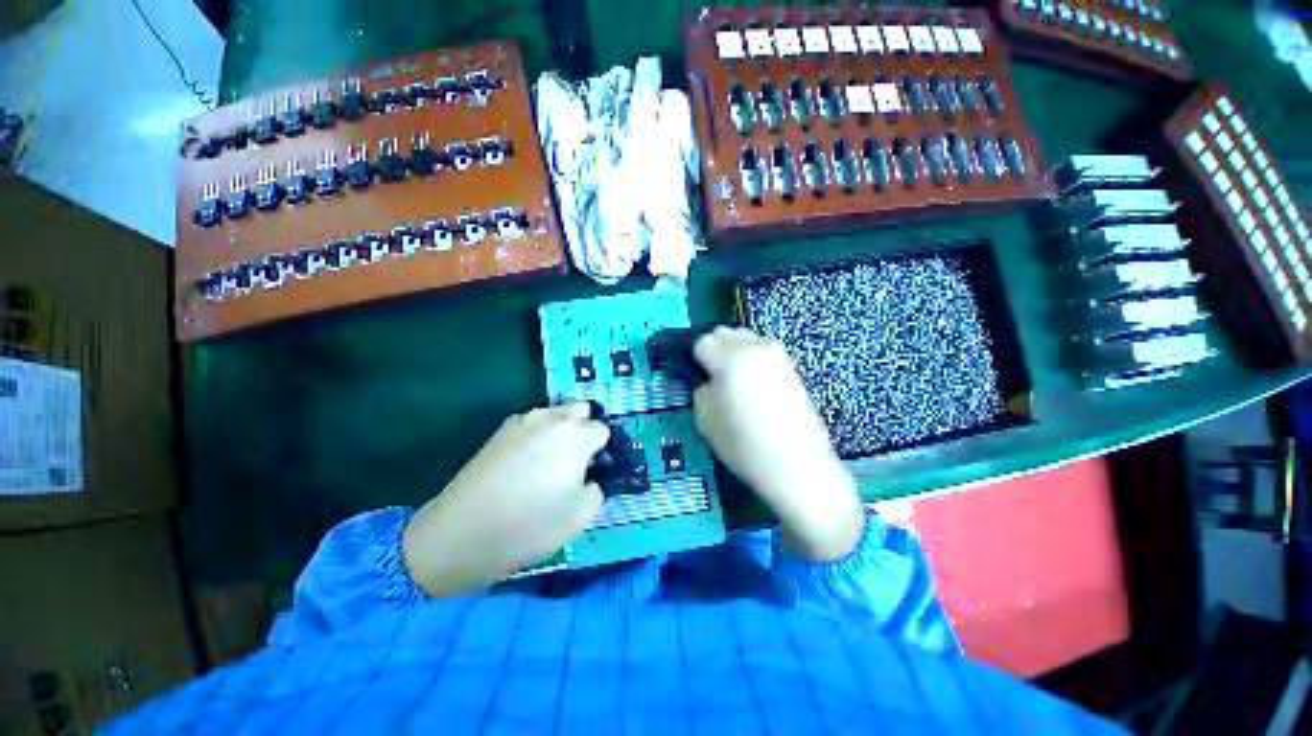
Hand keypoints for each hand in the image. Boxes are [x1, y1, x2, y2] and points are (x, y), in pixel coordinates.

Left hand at [402, 403, 608, 596]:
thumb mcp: (582, 515)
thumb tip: (587, 477)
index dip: (603, 451)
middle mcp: (550, 418)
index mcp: (575, 434)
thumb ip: (596, 488)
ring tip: (550, 463)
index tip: (596, 471)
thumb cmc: (530, 524)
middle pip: (580, 410)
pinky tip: (526, 465)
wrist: (461, 534)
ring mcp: (521, 422)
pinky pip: (530, 425)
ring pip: (554, 415)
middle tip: (578, 461)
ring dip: (561, 431)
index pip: (602, 430)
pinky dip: (537, 437)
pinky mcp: (498, 432)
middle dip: (585, 429)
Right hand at [693, 327, 864, 560]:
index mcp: (730, 358)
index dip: (696, 359)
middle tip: (713, 377)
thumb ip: (701, 391)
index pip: (703, 342)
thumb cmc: (744, 444)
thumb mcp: (705, 420)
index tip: (697, 376)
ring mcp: (777, 355)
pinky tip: (755, 386)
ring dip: (735, 352)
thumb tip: (708, 381)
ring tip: (736, 381)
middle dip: (715, 350)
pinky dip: (753, 359)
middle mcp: (755, 347)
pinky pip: (763, 351)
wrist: (798, 465)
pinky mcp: (792, 367)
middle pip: (725, 333)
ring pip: (746, 339)